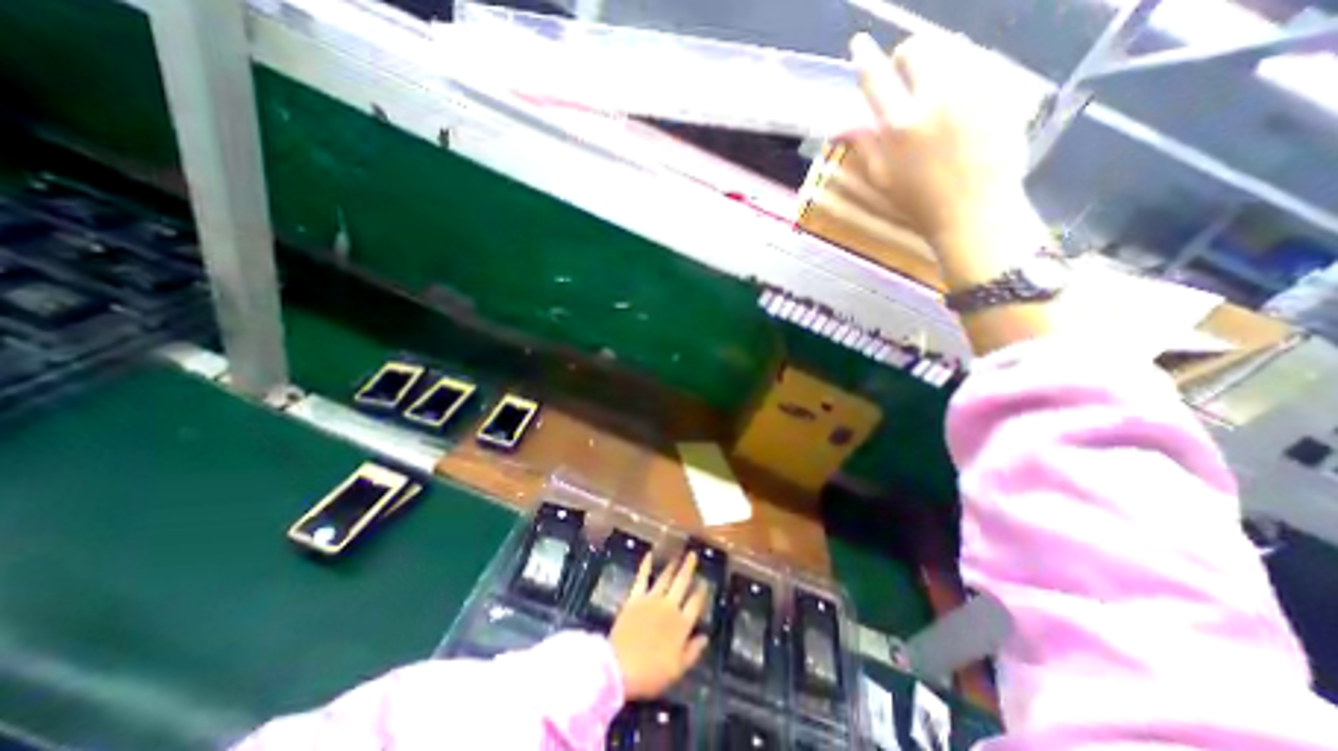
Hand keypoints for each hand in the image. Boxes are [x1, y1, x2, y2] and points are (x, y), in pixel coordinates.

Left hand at [610, 548, 710, 699]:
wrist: (620, 667)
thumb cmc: (650, 673)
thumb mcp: (677, 670)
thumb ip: (693, 651)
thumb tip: (705, 636)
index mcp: (682, 624)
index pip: (695, 603)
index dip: (701, 591)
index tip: (705, 581)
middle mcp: (669, 606)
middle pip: (682, 583)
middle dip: (689, 568)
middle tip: (693, 555)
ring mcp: (651, 599)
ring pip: (665, 578)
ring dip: (672, 566)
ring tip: (677, 556)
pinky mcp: (635, 598)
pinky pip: (642, 578)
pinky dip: (646, 565)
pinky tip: (649, 554)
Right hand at [833, 33, 1033, 247]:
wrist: (975, 211)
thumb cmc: (920, 203)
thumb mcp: (882, 180)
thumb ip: (863, 146)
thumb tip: (838, 128)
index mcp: (898, 127)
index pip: (875, 79)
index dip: (864, 57)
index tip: (859, 43)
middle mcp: (933, 99)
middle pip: (917, 49)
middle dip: (906, 55)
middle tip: (905, 71)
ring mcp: (972, 90)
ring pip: (952, 46)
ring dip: (937, 55)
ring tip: (934, 78)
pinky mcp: (1001, 88)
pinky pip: (981, 57)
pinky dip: (966, 63)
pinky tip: (961, 85)